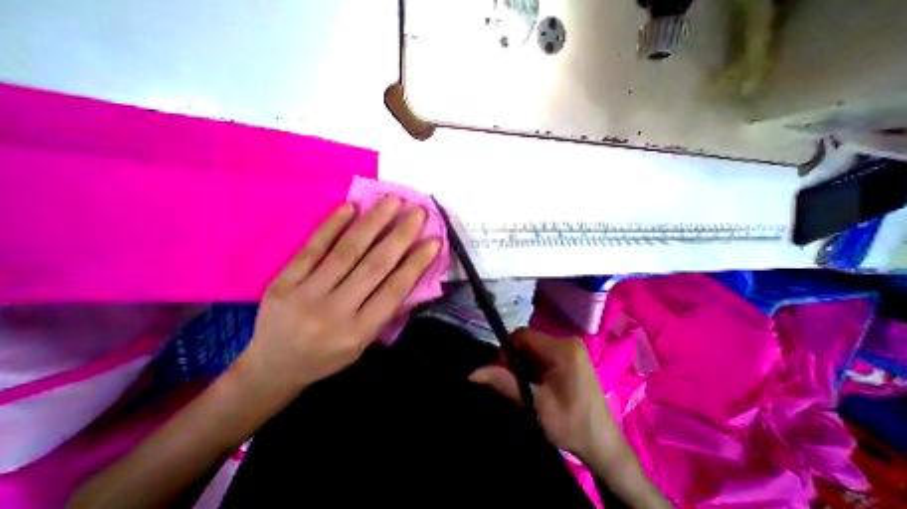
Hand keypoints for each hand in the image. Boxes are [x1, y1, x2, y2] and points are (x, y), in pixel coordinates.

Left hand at [231, 198, 441, 406]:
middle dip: (400, 235)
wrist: (272, 368)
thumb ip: (386, 310)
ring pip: (347, 251)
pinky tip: (350, 207)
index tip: (434, 240)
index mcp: (358, 332)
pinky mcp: (282, 281)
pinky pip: (312, 248)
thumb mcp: (364, 343)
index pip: (394, 290)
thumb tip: (411, 273)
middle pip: (373, 266)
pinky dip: (332, 225)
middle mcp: (333, 312)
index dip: (417, 262)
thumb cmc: (327, 357)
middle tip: (418, 211)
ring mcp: (304, 294)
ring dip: (372, 222)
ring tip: (392, 201)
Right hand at [472, 327, 619, 457]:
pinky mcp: (572, 356)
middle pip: (528, 341)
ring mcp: (571, 348)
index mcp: (562, 349)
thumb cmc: (571, 425)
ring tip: (527, 386)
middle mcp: (567, 341)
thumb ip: (504, 383)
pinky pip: (543, 353)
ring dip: (525, 364)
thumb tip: (473, 373)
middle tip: (515, 383)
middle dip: (516, 359)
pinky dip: (535, 366)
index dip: (507, 350)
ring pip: (534, 347)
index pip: (522, 335)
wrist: (603, 446)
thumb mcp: (534, 405)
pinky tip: (538, 384)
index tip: (503, 372)